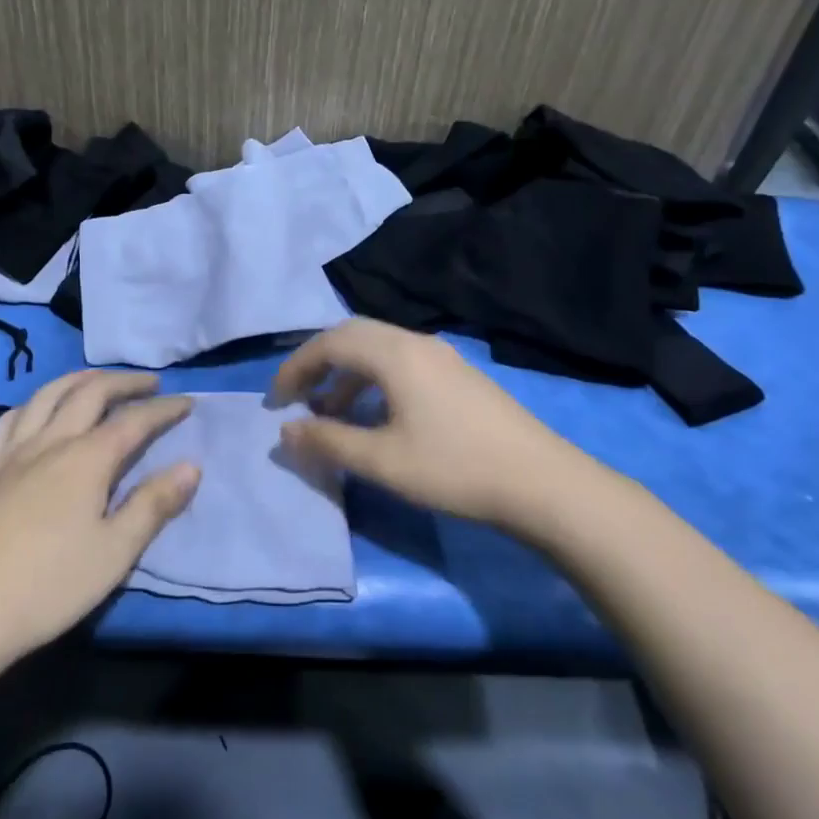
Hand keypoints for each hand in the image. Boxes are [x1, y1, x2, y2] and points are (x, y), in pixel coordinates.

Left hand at [0, 371, 198, 674]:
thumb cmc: (48, 587)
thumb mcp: (115, 552)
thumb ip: (153, 504)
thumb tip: (191, 466)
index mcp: (86, 460)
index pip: (134, 421)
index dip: (163, 409)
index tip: (188, 402)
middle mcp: (50, 442)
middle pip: (90, 393)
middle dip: (124, 382)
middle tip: (149, 383)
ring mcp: (11, 452)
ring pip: (47, 395)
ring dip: (79, 380)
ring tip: (98, 382)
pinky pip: (9, 419)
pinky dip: (33, 403)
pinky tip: (36, 410)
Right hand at [270, 318, 578, 528]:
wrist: (543, 483)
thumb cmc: (454, 469)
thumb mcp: (382, 461)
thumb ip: (328, 441)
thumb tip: (285, 430)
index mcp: (394, 354)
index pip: (329, 343)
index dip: (295, 368)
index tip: (275, 400)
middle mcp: (416, 342)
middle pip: (352, 336)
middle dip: (318, 363)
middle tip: (297, 397)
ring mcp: (442, 356)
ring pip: (378, 348)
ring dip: (347, 373)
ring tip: (331, 412)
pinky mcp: (458, 375)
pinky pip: (400, 363)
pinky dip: (373, 380)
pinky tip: (376, 417)